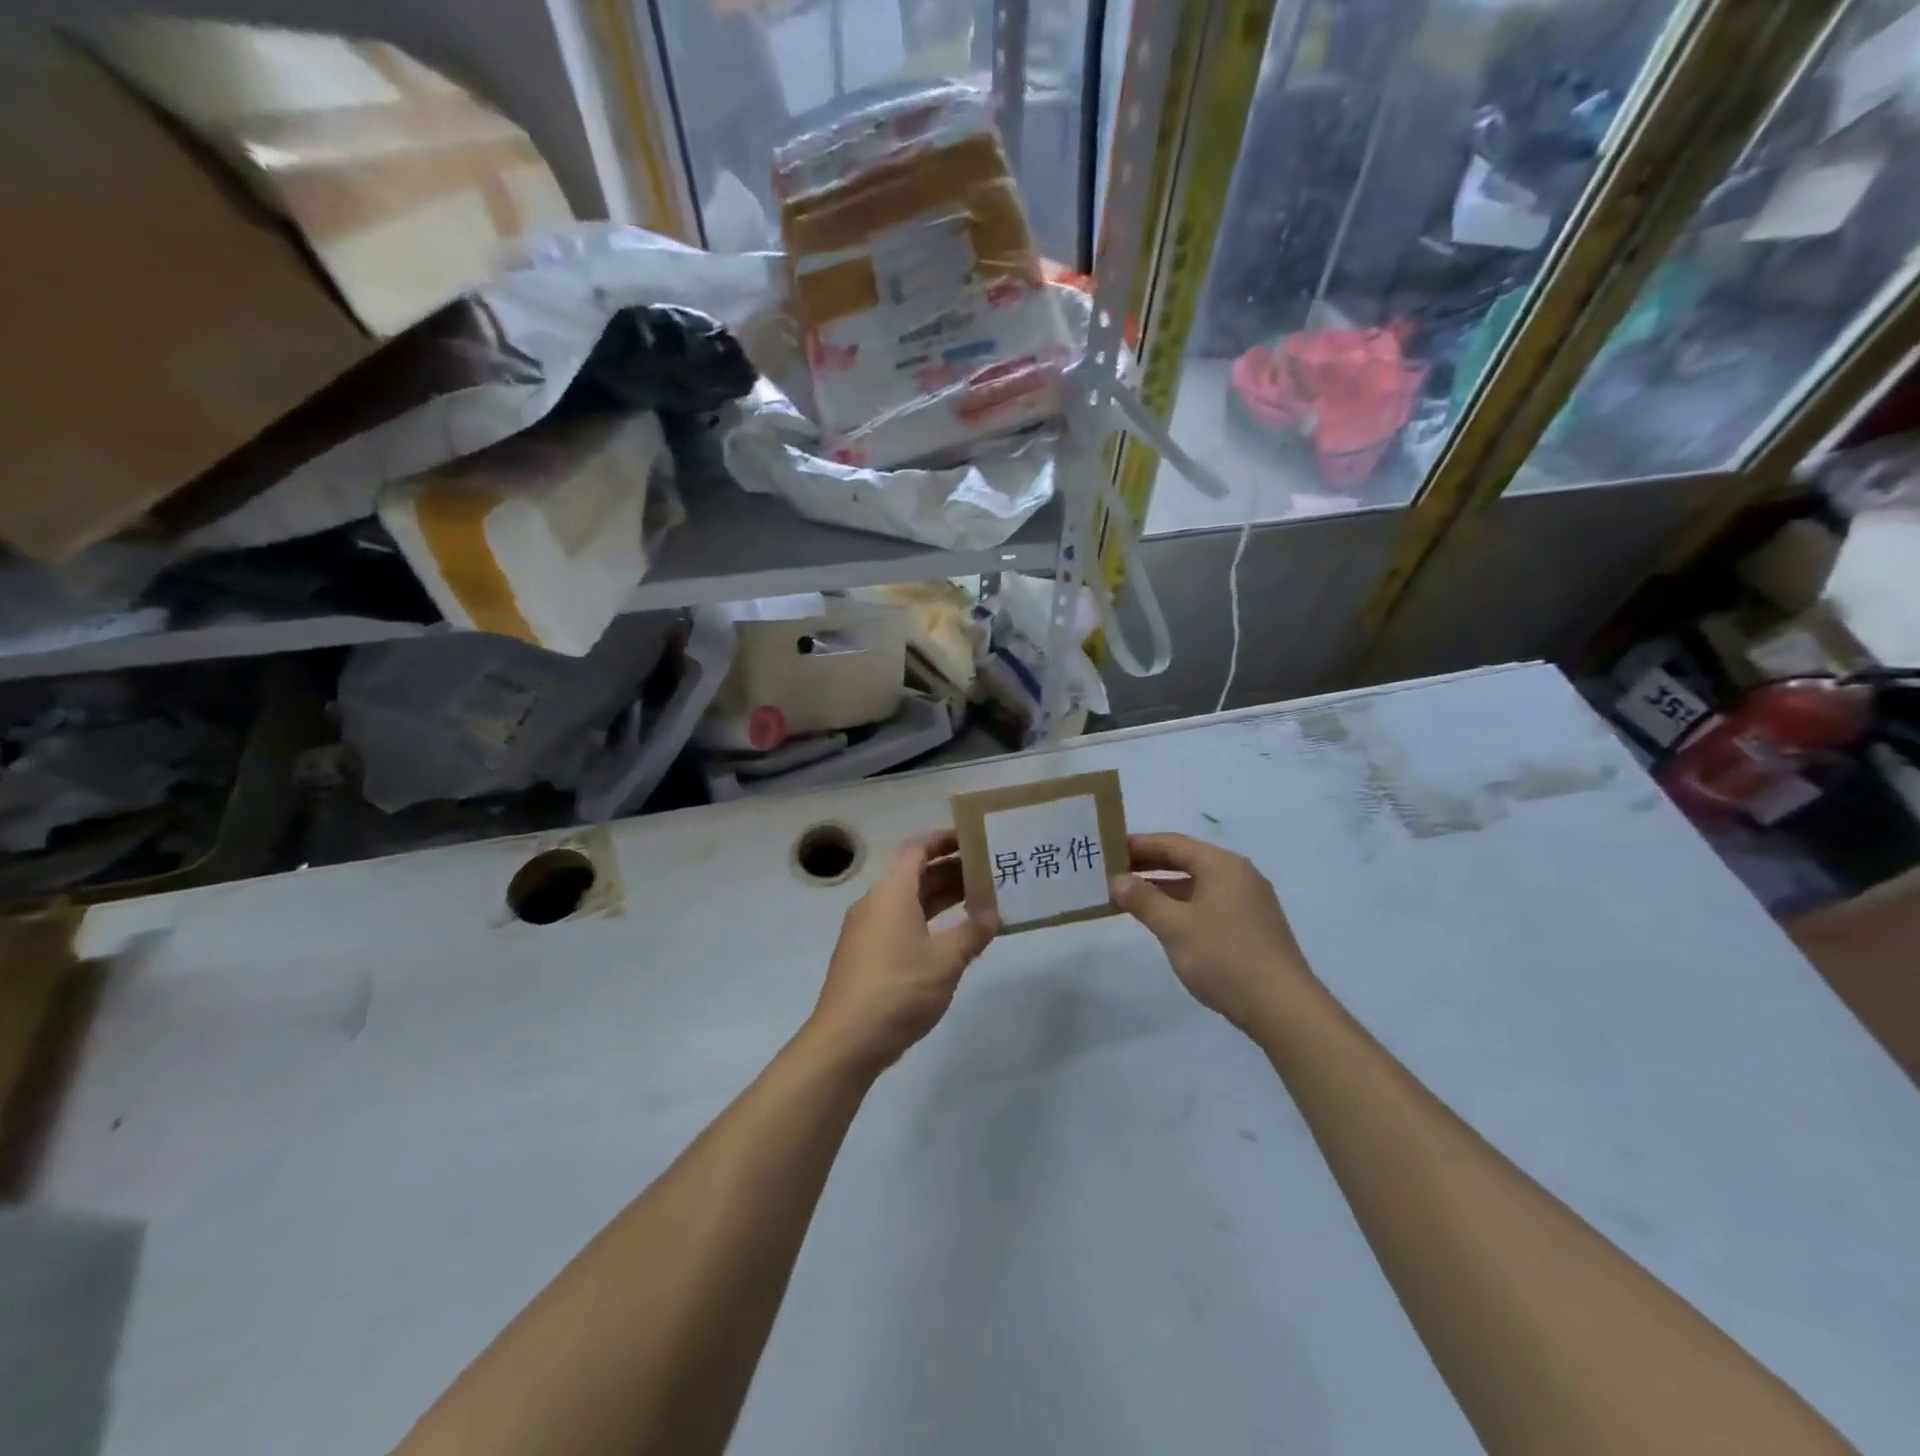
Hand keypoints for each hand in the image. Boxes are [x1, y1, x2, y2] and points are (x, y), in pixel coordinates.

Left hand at [808, 832, 998, 1073]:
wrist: (846, 1040)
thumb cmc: (899, 989)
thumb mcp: (946, 961)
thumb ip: (972, 932)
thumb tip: (993, 912)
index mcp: (892, 893)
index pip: (917, 849)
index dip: (943, 840)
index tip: (972, 839)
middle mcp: (876, 904)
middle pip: (915, 875)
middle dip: (950, 871)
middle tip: (988, 873)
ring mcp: (867, 931)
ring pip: (908, 902)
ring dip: (940, 899)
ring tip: (978, 903)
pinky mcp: (865, 956)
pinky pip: (900, 925)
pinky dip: (926, 922)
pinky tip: (951, 940)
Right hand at [1109, 833, 1313, 1035]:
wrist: (1283, 1009)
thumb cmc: (1225, 957)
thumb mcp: (1175, 926)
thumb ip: (1143, 900)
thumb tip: (1117, 881)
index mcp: (1223, 866)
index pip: (1173, 843)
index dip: (1138, 845)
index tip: (1107, 850)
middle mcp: (1239, 876)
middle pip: (1186, 860)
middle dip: (1148, 865)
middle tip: (1111, 872)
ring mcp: (1248, 903)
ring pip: (1197, 884)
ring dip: (1163, 887)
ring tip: (1128, 896)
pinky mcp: (1251, 928)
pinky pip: (1207, 904)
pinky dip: (1181, 905)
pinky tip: (1162, 921)